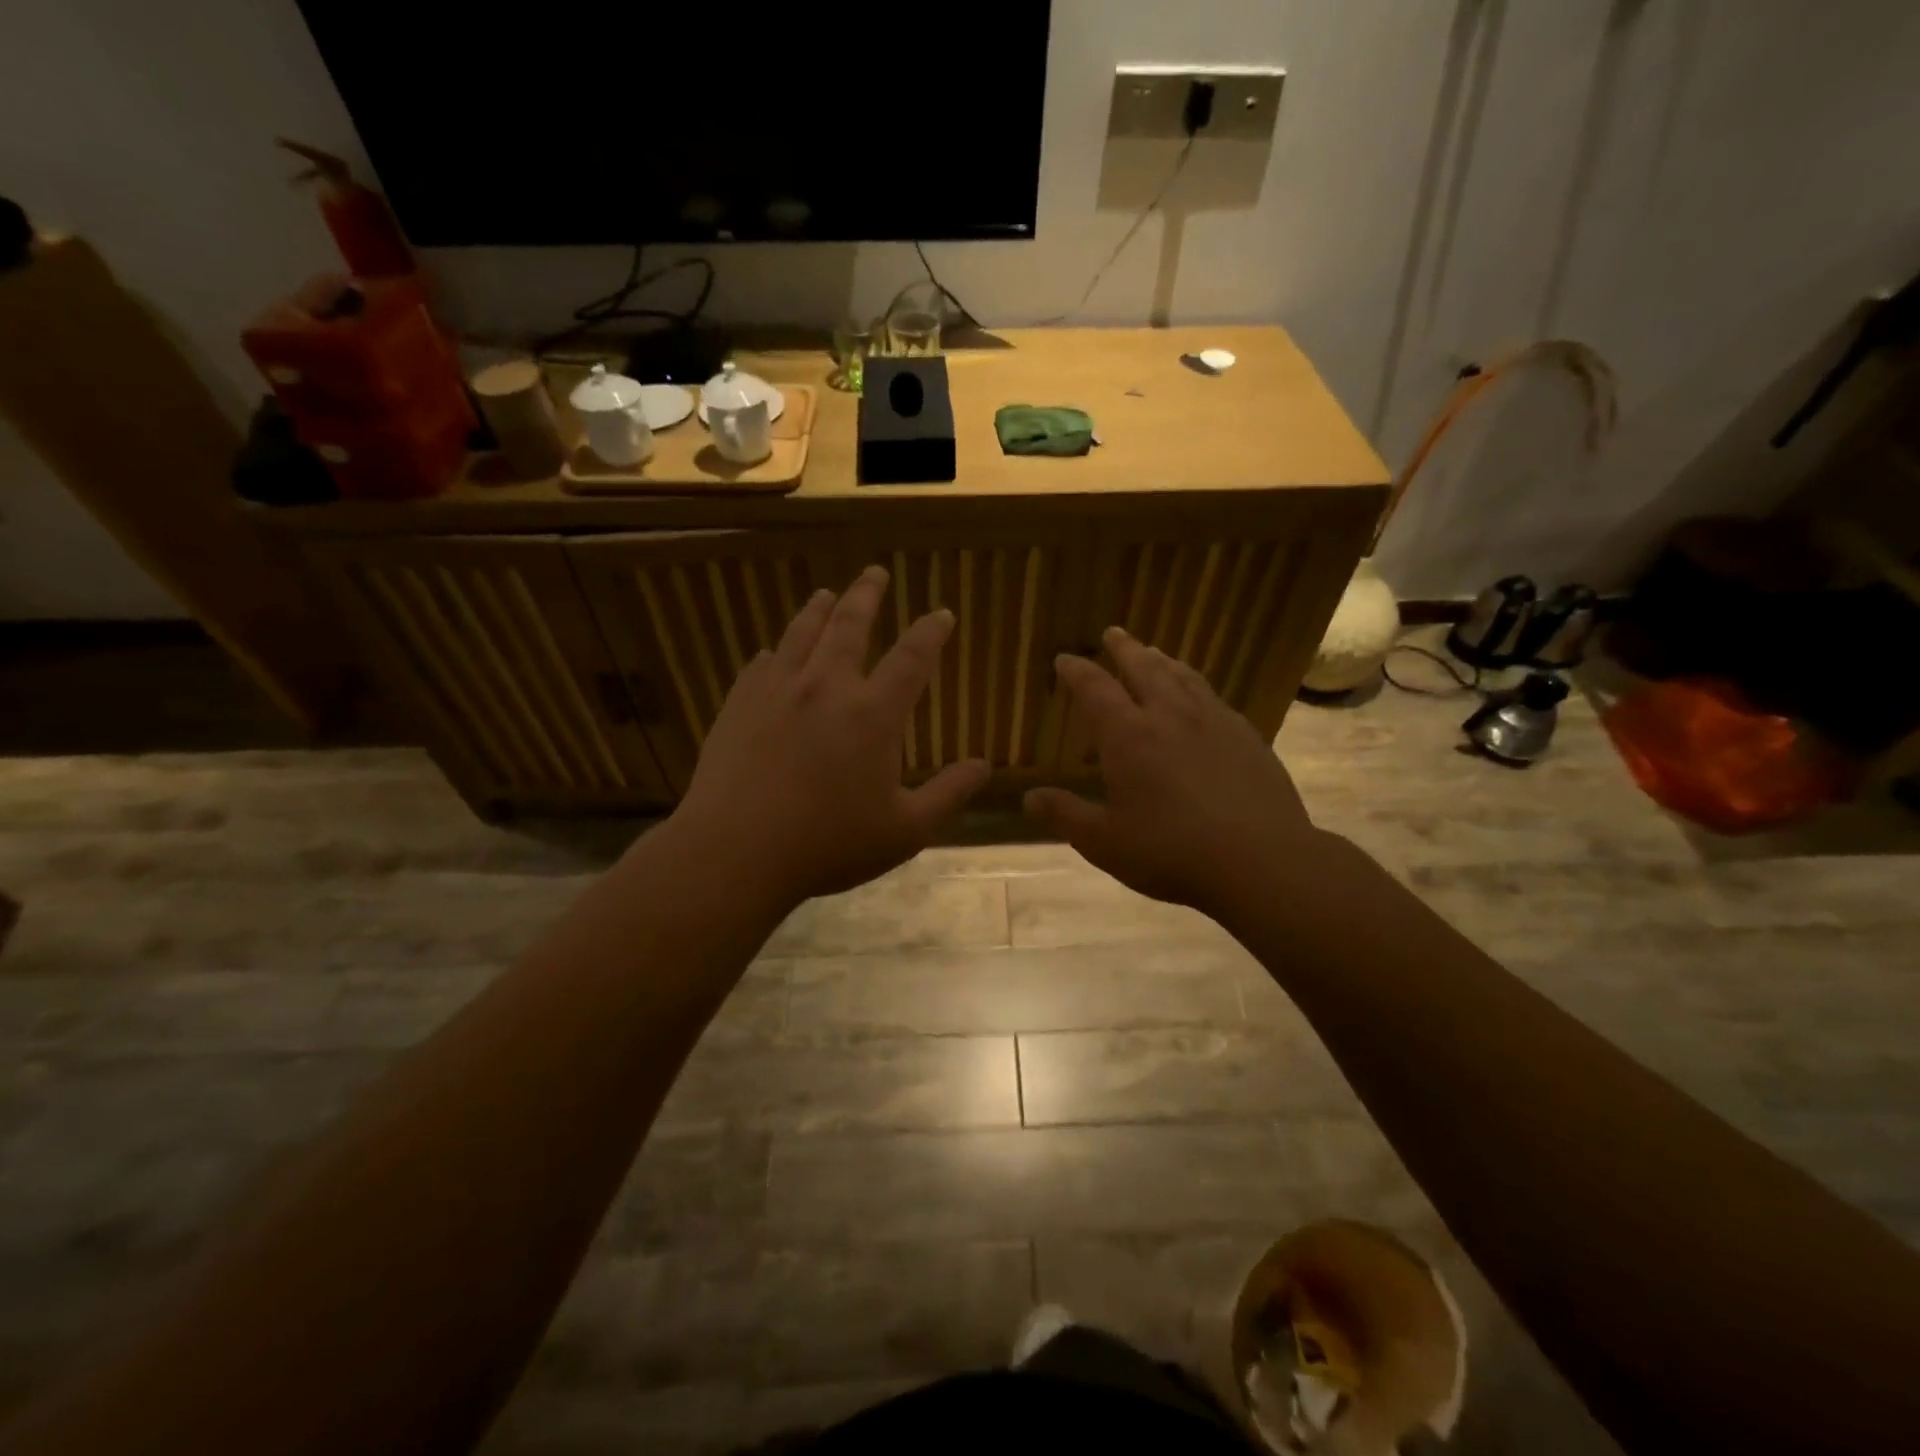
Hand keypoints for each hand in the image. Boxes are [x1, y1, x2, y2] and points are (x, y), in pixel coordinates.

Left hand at [671, 565, 989, 903]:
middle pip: (850, 624)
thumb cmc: (830, 844)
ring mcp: (777, 691)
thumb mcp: (905, 830)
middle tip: (875, 572)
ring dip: (818, 610)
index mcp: (874, 714)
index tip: (942, 613)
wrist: (736, 851)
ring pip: (801, 634)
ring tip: (826, 594)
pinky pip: (761, 665)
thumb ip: (948, 794)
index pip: (912, 657)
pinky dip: (775, 654)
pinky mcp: (739, 704)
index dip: (931, 632)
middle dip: (867, 594)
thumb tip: (984, 766)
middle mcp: (827, 687)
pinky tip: (772, 654)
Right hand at [1024, 626, 1327, 916]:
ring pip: (1182, 676)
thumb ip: (1065, 815)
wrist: (1260, 860)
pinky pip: (1212, 696)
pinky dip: (1195, 684)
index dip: (1076, 671)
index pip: (1095, 689)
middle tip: (1113, 633)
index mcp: (1128, 736)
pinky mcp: (1246, 735)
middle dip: (1123, 649)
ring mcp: (1213, 721)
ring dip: (1161, 660)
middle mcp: (1169, 715)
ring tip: (1152, 652)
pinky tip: (1199, 696)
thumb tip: (1028, 798)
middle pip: (1143, 667)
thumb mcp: (1104, 842)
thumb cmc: (1171, 851)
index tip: (1064, 658)